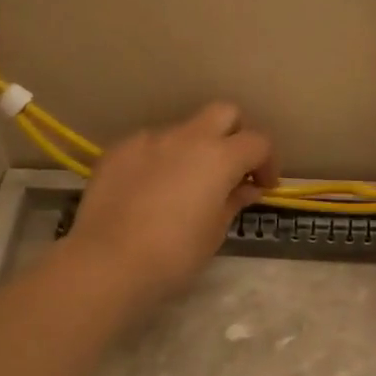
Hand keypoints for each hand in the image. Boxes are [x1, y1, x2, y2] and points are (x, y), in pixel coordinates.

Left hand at [63, 102, 278, 310]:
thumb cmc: (174, 255)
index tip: (263, 186)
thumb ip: (233, 201)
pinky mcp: (118, 150)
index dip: (267, 162)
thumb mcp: (214, 232)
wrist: (108, 262)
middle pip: (224, 113)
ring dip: (194, 149)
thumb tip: (246, 188)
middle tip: (232, 169)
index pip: (258, 142)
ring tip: (185, 184)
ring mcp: (149, 140)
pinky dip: (160, 159)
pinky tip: (150, 190)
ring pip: (183, 130)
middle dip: (235, 134)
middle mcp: (187, 137)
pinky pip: (149, 145)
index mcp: (219, 157)